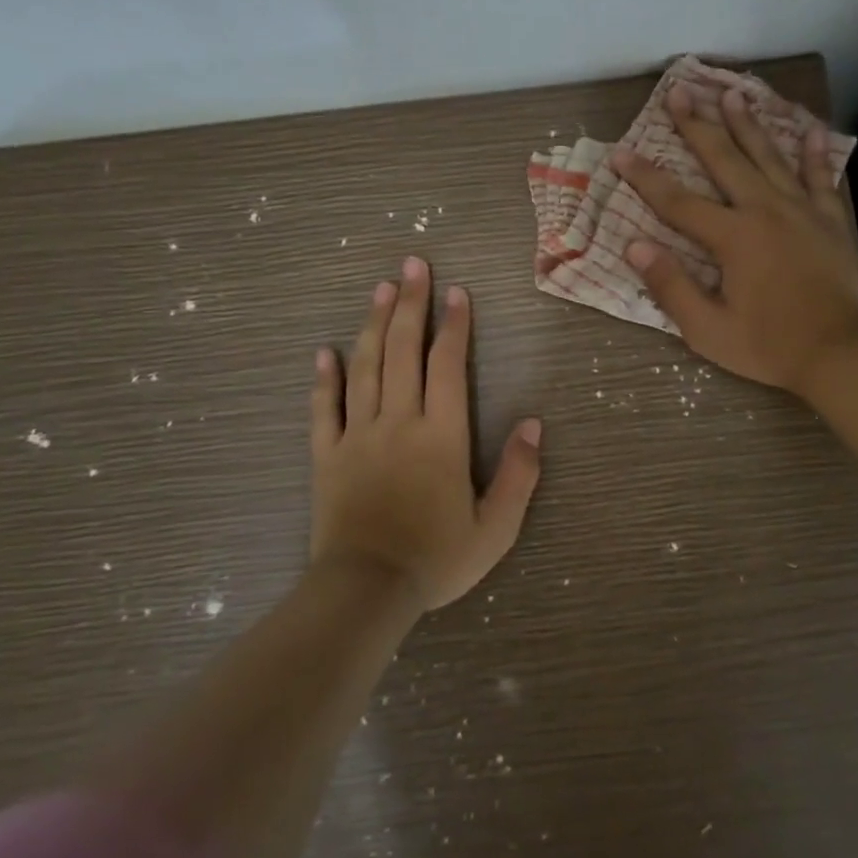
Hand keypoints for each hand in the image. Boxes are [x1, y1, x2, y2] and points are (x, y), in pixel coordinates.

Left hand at [310, 257, 542, 610]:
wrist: (366, 591)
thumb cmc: (436, 559)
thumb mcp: (496, 528)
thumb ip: (519, 474)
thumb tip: (534, 423)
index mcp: (441, 435)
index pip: (447, 365)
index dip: (454, 325)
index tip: (457, 292)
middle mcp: (398, 422)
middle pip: (402, 351)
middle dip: (411, 305)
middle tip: (412, 266)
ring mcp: (358, 436)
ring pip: (364, 367)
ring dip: (373, 325)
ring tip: (380, 289)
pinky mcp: (327, 456)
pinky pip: (324, 409)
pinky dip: (324, 379)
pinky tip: (323, 352)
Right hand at [610, 83, 857, 396]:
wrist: (840, 355)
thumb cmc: (770, 346)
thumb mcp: (708, 330)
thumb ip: (671, 286)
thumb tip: (634, 247)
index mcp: (733, 237)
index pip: (677, 201)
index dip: (645, 177)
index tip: (620, 153)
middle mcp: (765, 211)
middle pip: (725, 160)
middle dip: (697, 125)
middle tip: (679, 91)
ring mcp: (802, 211)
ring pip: (770, 157)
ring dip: (748, 124)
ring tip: (732, 93)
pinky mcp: (831, 221)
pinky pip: (821, 178)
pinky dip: (815, 153)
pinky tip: (811, 129)